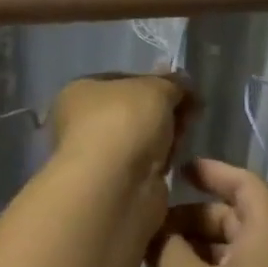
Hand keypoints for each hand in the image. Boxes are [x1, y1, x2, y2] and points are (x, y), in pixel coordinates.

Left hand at [49, 72, 196, 232]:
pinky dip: (161, 163)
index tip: (182, 89)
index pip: (122, 81)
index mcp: (79, 92)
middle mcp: (81, 123)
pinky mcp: (116, 185)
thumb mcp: (155, 88)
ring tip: (183, 137)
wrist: (116, 184)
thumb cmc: (124, 122)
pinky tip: (174, 162)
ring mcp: (97, 157)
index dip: (154, 82)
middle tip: (189, 112)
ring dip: (164, 138)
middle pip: (134, 111)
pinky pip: (146, 166)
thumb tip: (182, 82)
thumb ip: (172, 83)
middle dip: (163, 111)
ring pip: (142, 140)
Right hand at [147, 158, 267, 266]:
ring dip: (196, 249)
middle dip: (194, 216)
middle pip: (237, 220)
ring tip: (154, 257)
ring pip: (233, 254)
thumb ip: (167, 248)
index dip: (215, 172)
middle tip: (152, 225)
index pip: (247, 185)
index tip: (180, 169)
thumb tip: (155, 227)